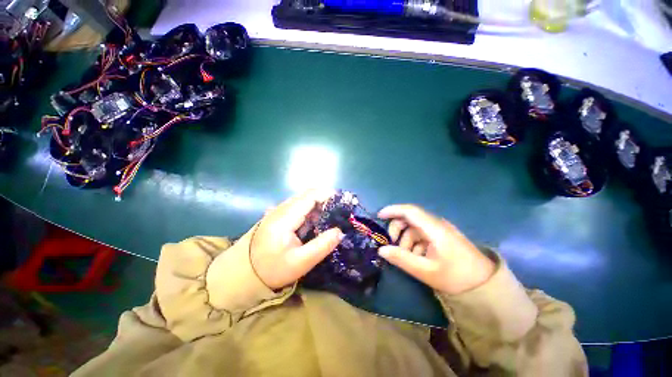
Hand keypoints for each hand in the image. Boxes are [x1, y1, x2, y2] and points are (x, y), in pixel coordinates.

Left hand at [250, 190, 343, 289]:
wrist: (244, 274)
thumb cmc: (272, 269)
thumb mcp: (300, 263)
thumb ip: (321, 246)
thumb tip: (339, 231)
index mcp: (284, 218)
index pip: (309, 197)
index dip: (327, 195)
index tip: (342, 201)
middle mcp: (280, 209)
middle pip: (306, 195)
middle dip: (324, 198)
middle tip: (339, 210)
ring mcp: (277, 211)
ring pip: (301, 200)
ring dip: (317, 203)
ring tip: (330, 215)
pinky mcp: (276, 215)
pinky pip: (296, 206)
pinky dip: (309, 209)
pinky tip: (314, 220)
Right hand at [378, 205, 494, 294]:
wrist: (485, 285)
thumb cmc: (457, 277)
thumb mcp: (426, 271)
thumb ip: (401, 259)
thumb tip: (381, 250)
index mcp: (434, 228)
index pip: (410, 211)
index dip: (393, 210)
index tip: (379, 216)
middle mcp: (436, 224)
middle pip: (410, 219)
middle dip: (397, 229)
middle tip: (392, 244)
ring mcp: (440, 230)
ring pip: (415, 228)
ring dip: (406, 240)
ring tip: (407, 257)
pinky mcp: (442, 237)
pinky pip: (422, 235)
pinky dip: (415, 244)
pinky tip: (417, 258)